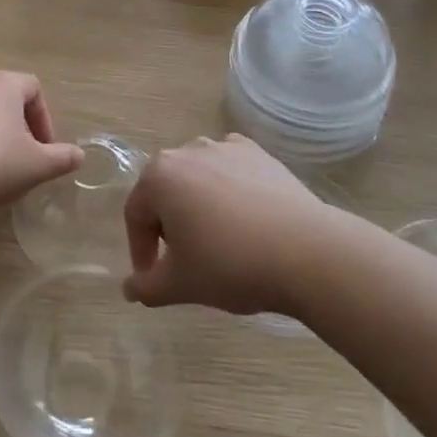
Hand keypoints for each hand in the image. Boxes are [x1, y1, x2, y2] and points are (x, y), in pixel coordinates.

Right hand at [123, 134, 335, 316]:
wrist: (308, 253)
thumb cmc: (230, 265)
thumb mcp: (180, 284)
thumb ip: (146, 287)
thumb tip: (129, 289)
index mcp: (159, 176)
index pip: (136, 215)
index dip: (141, 251)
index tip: (154, 279)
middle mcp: (188, 151)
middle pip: (165, 191)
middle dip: (168, 225)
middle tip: (185, 260)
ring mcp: (226, 147)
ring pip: (198, 178)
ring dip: (198, 205)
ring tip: (217, 239)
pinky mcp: (259, 153)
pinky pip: (231, 169)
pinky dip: (229, 188)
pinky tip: (244, 216)